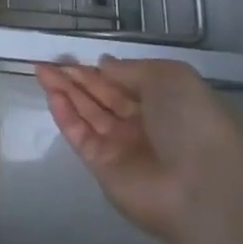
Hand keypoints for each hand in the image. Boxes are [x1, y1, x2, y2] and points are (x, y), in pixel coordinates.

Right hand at [35, 57, 242, 243]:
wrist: (202, 188)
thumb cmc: (193, 123)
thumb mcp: (170, 77)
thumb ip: (131, 69)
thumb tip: (105, 64)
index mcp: (167, 104)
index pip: (128, 83)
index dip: (103, 69)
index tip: (79, 56)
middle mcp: (145, 125)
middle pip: (103, 96)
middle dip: (77, 77)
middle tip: (50, 60)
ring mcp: (123, 147)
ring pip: (88, 113)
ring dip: (65, 91)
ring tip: (40, 69)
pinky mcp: (103, 168)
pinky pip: (80, 135)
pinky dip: (65, 114)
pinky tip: (51, 94)